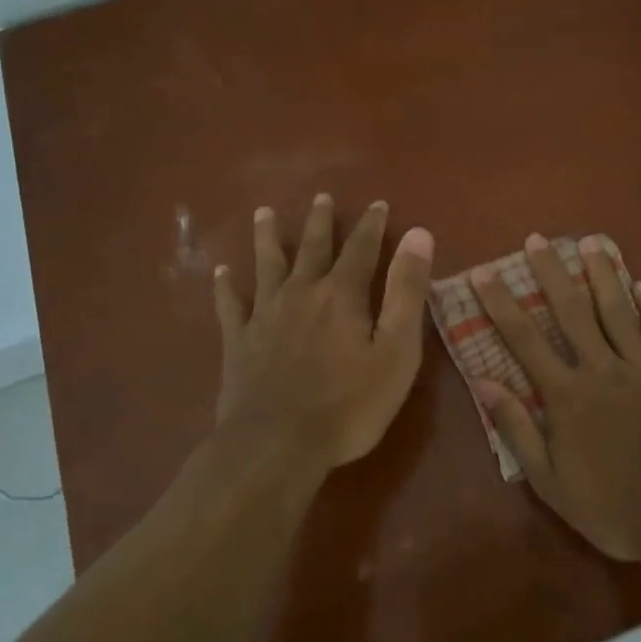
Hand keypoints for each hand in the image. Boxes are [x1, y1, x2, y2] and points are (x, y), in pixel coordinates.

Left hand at [214, 194, 434, 472]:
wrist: (276, 445)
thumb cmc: (349, 404)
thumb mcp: (396, 350)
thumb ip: (407, 291)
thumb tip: (418, 234)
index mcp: (342, 294)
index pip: (362, 248)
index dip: (372, 225)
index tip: (377, 204)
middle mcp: (301, 292)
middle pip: (312, 248)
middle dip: (320, 221)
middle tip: (322, 197)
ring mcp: (265, 315)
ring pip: (267, 265)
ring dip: (267, 237)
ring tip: (264, 212)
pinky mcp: (238, 341)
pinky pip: (230, 305)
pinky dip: (226, 286)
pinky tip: (222, 272)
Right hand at [471, 234, 640, 562]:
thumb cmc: (614, 509)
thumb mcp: (551, 482)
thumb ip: (518, 429)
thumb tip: (484, 382)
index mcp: (568, 395)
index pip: (525, 340)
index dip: (501, 305)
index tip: (484, 274)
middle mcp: (602, 369)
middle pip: (572, 311)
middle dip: (552, 273)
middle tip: (538, 239)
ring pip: (617, 310)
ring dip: (602, 274)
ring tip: (591, 242)